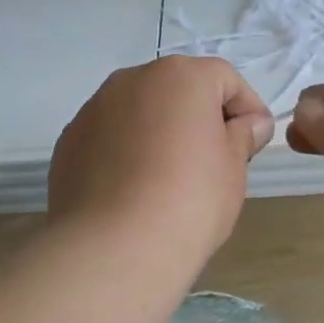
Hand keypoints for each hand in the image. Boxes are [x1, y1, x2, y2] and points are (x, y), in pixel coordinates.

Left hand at [48, 56, 273, 264]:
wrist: (114, 247)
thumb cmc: (190, 200)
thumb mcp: (233, 168)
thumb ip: (243, 136)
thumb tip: (249, 123)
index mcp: (181, 75)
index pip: (225, 79)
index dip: (247, 109)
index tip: (254, 144)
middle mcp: (133, 79)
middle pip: (178, 89)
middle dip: (199, 117)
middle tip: (214, 161)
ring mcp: (94, 108)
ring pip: (140, 111)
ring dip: (158, 132)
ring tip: (168, 179)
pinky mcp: (69, 140)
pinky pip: (109, 136)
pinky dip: (125, 152)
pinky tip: (133, 191)